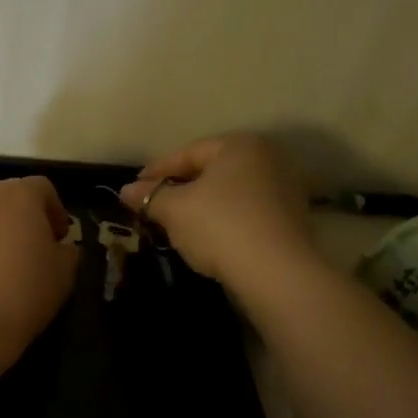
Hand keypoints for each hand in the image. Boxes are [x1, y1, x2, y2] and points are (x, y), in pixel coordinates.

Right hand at [118, 135, 313, 288]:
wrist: (276, 272)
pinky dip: (223, 219)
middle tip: (153, 205)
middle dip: (180, 187)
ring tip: (176, 224)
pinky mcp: (291, 219)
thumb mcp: (174, 209)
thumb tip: (126, 190)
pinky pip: (246, 212)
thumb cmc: (220, 226)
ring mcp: (284, 188)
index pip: (188, 153)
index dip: (156, 171)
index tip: (134, 187)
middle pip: (211, 171)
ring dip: (201, 205)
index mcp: (239, 145)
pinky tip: (206, 237)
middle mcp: (267, 158)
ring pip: (229, 193)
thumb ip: (149, 196)